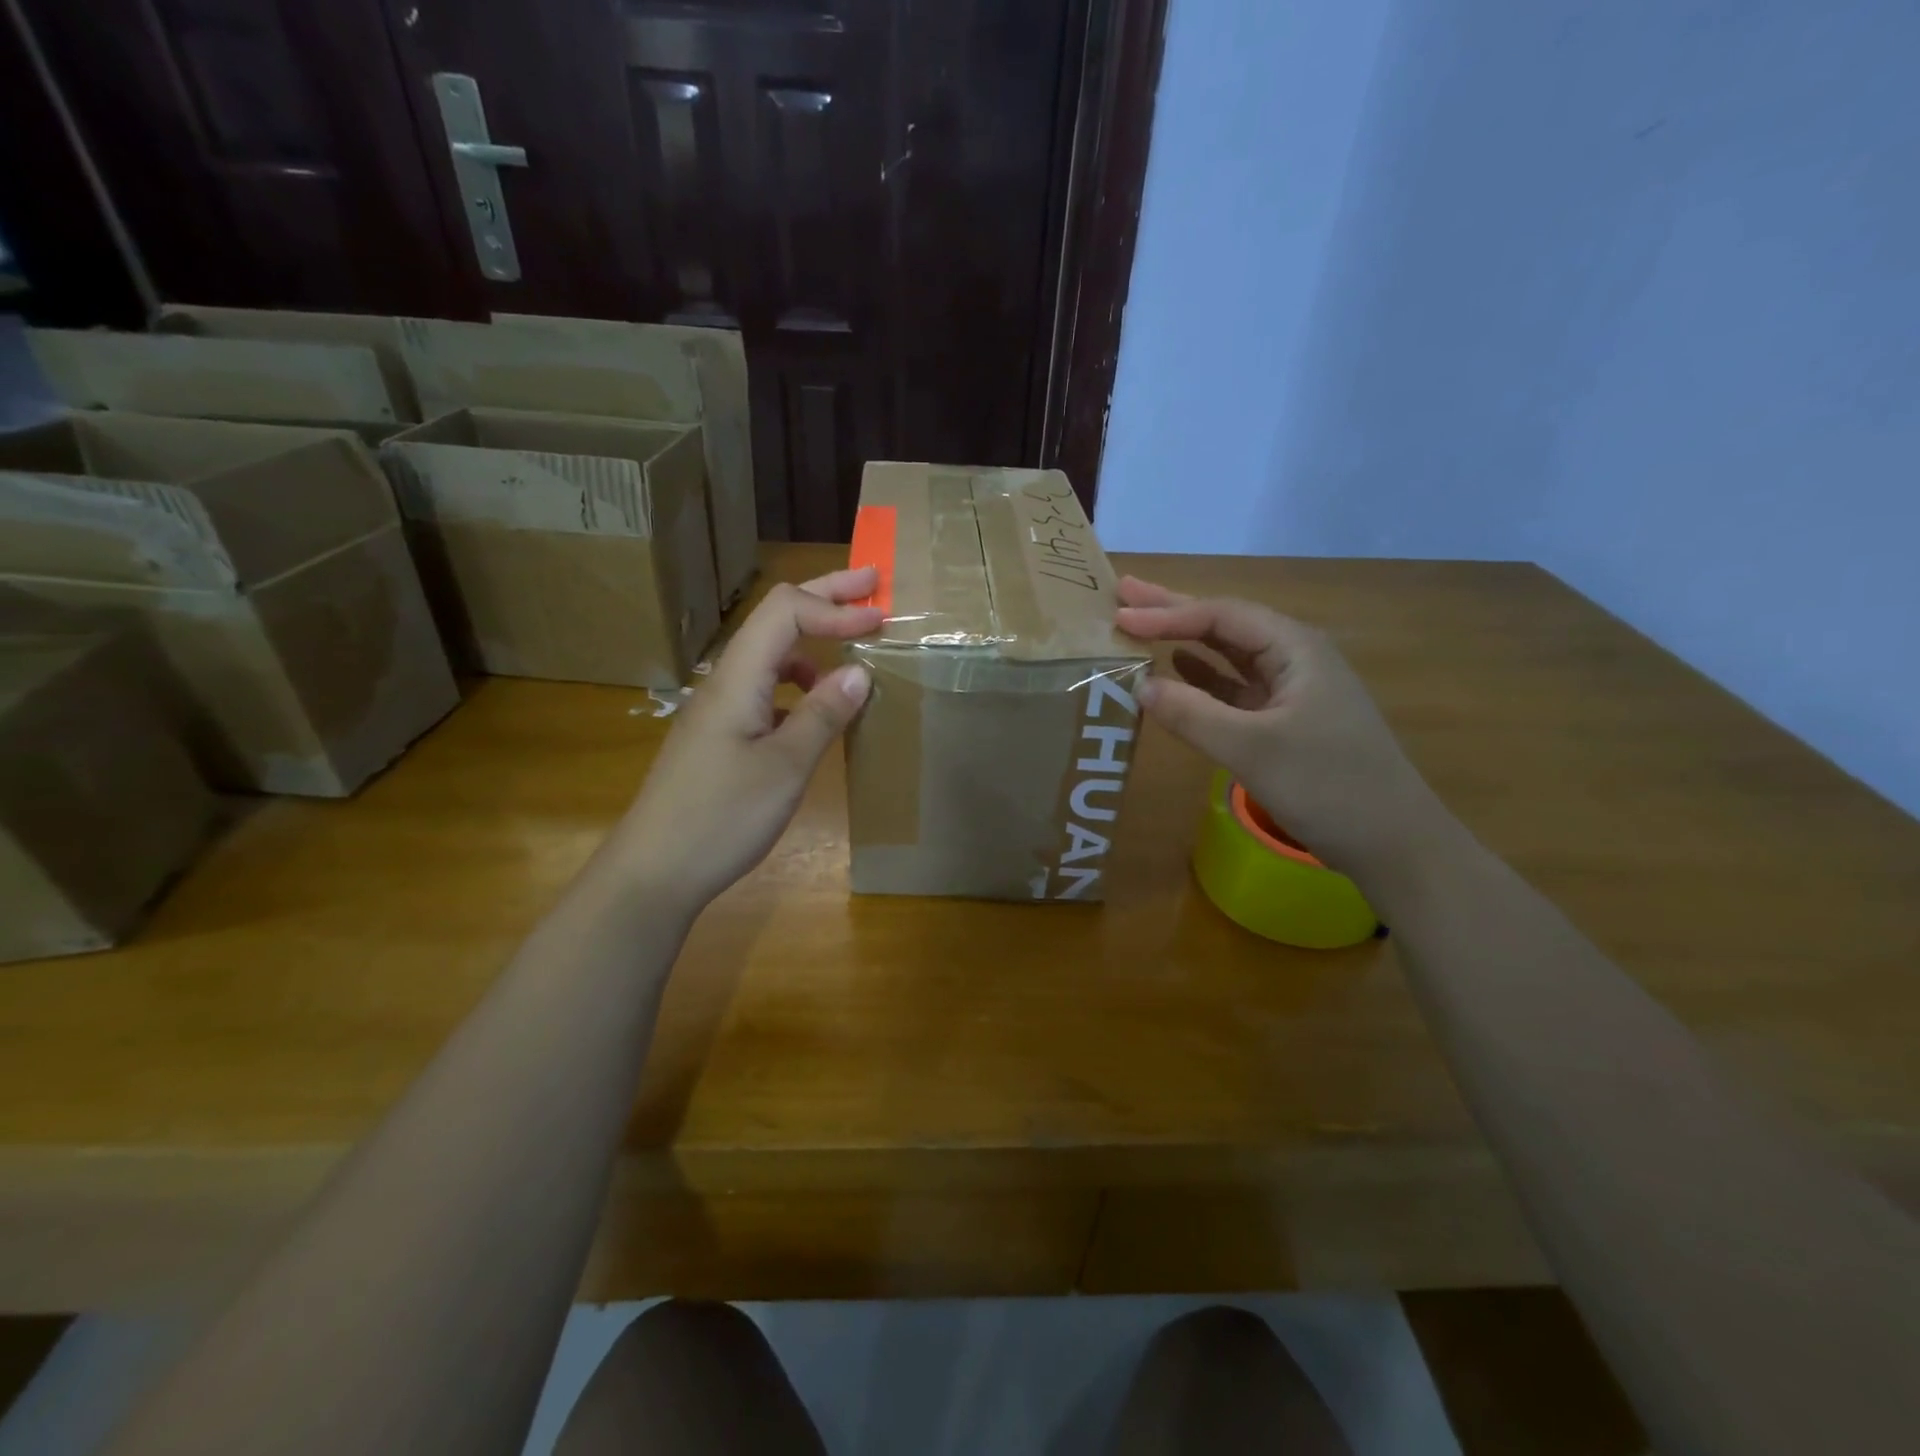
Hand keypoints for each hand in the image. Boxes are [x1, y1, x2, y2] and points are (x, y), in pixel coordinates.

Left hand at [601, 567, 882, 910]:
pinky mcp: (720, 736)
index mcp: (738, 679)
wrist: (654, 870)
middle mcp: (725, 682)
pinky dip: (798, 683)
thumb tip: (859, 670)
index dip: (835, 607)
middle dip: (825, 598)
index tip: (880, 619)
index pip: (786, 612)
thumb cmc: (721, 818)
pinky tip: (814, 708)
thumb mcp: (785, 767)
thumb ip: (822, 714)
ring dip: (813, 642)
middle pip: (775, 620)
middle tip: (871, 585)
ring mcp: (720, 709)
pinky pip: (765, 690)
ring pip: (770, 656)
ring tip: (852, 651)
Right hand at [1115, 576, 1450, 875]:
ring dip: (1186, 642)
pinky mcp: (1287, 721)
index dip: (1168, 613)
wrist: (1393, 843)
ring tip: (1141, 626)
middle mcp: (1295, 658)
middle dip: (1174, 610)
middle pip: (1226, 625)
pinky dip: (1204, 678)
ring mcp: (1293, 690)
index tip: (1121, 614)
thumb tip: (1139, 686)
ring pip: (1230, 655)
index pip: (1221, 616)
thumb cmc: (1328, 787)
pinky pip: (1236, 688)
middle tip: (1124, 593)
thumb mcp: (1252, 749)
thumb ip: (1192, 714)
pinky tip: (1179, 672)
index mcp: (1296, 648)